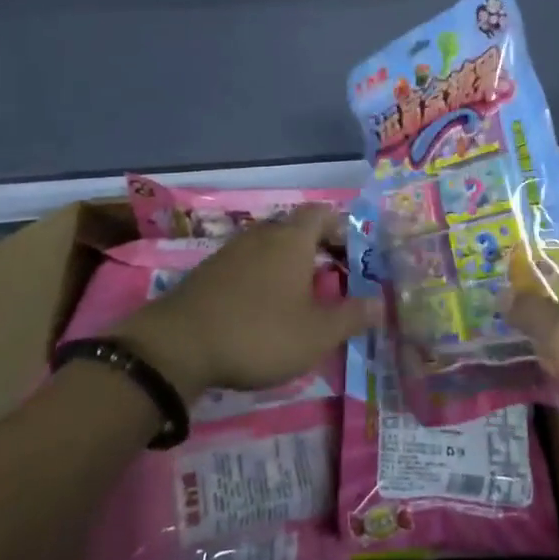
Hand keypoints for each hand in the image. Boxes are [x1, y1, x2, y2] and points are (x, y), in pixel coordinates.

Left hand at [116, 207, 380, 400]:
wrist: (177, 346)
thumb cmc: (258, 333)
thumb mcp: (316, 333)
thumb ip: (352, 316)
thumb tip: (381, 302)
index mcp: (292, 239)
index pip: (323, 213)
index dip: (343, 229)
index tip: (355, 256)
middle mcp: (262, 235)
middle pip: (297, 229)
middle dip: (318, 250)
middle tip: (334, 281)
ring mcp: (231, 251)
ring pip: (270, 247)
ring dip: (289, 266)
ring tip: (302, 299)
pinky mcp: (209, 272)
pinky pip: (248, 264)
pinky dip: (263, 279)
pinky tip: (264, 310)